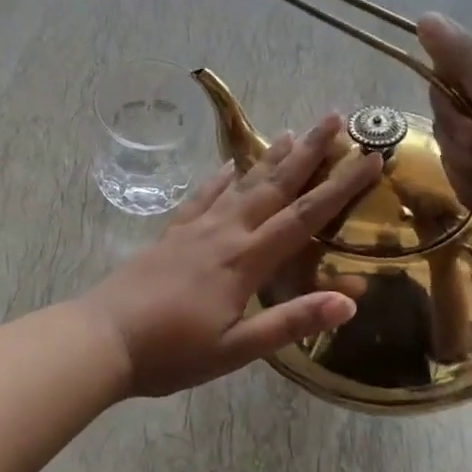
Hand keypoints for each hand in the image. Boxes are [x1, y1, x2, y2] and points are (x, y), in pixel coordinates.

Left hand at [81, 115, 381, 397]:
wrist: (103, 338)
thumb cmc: (172, 353)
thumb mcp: (236, 350)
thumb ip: (289, 323)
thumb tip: (348, 301)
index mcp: (245, 262)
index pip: (303, 217)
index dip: (340, 187)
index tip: (369, 158)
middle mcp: (224, 234)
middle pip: (274, 186)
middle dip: (308, 152)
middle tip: (333, 118)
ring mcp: (195, 230)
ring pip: (240, 185)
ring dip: (269, 158)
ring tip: (292, 132)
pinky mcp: (171, 234)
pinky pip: (202, 197)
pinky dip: (220, 179)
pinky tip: (229, 166)